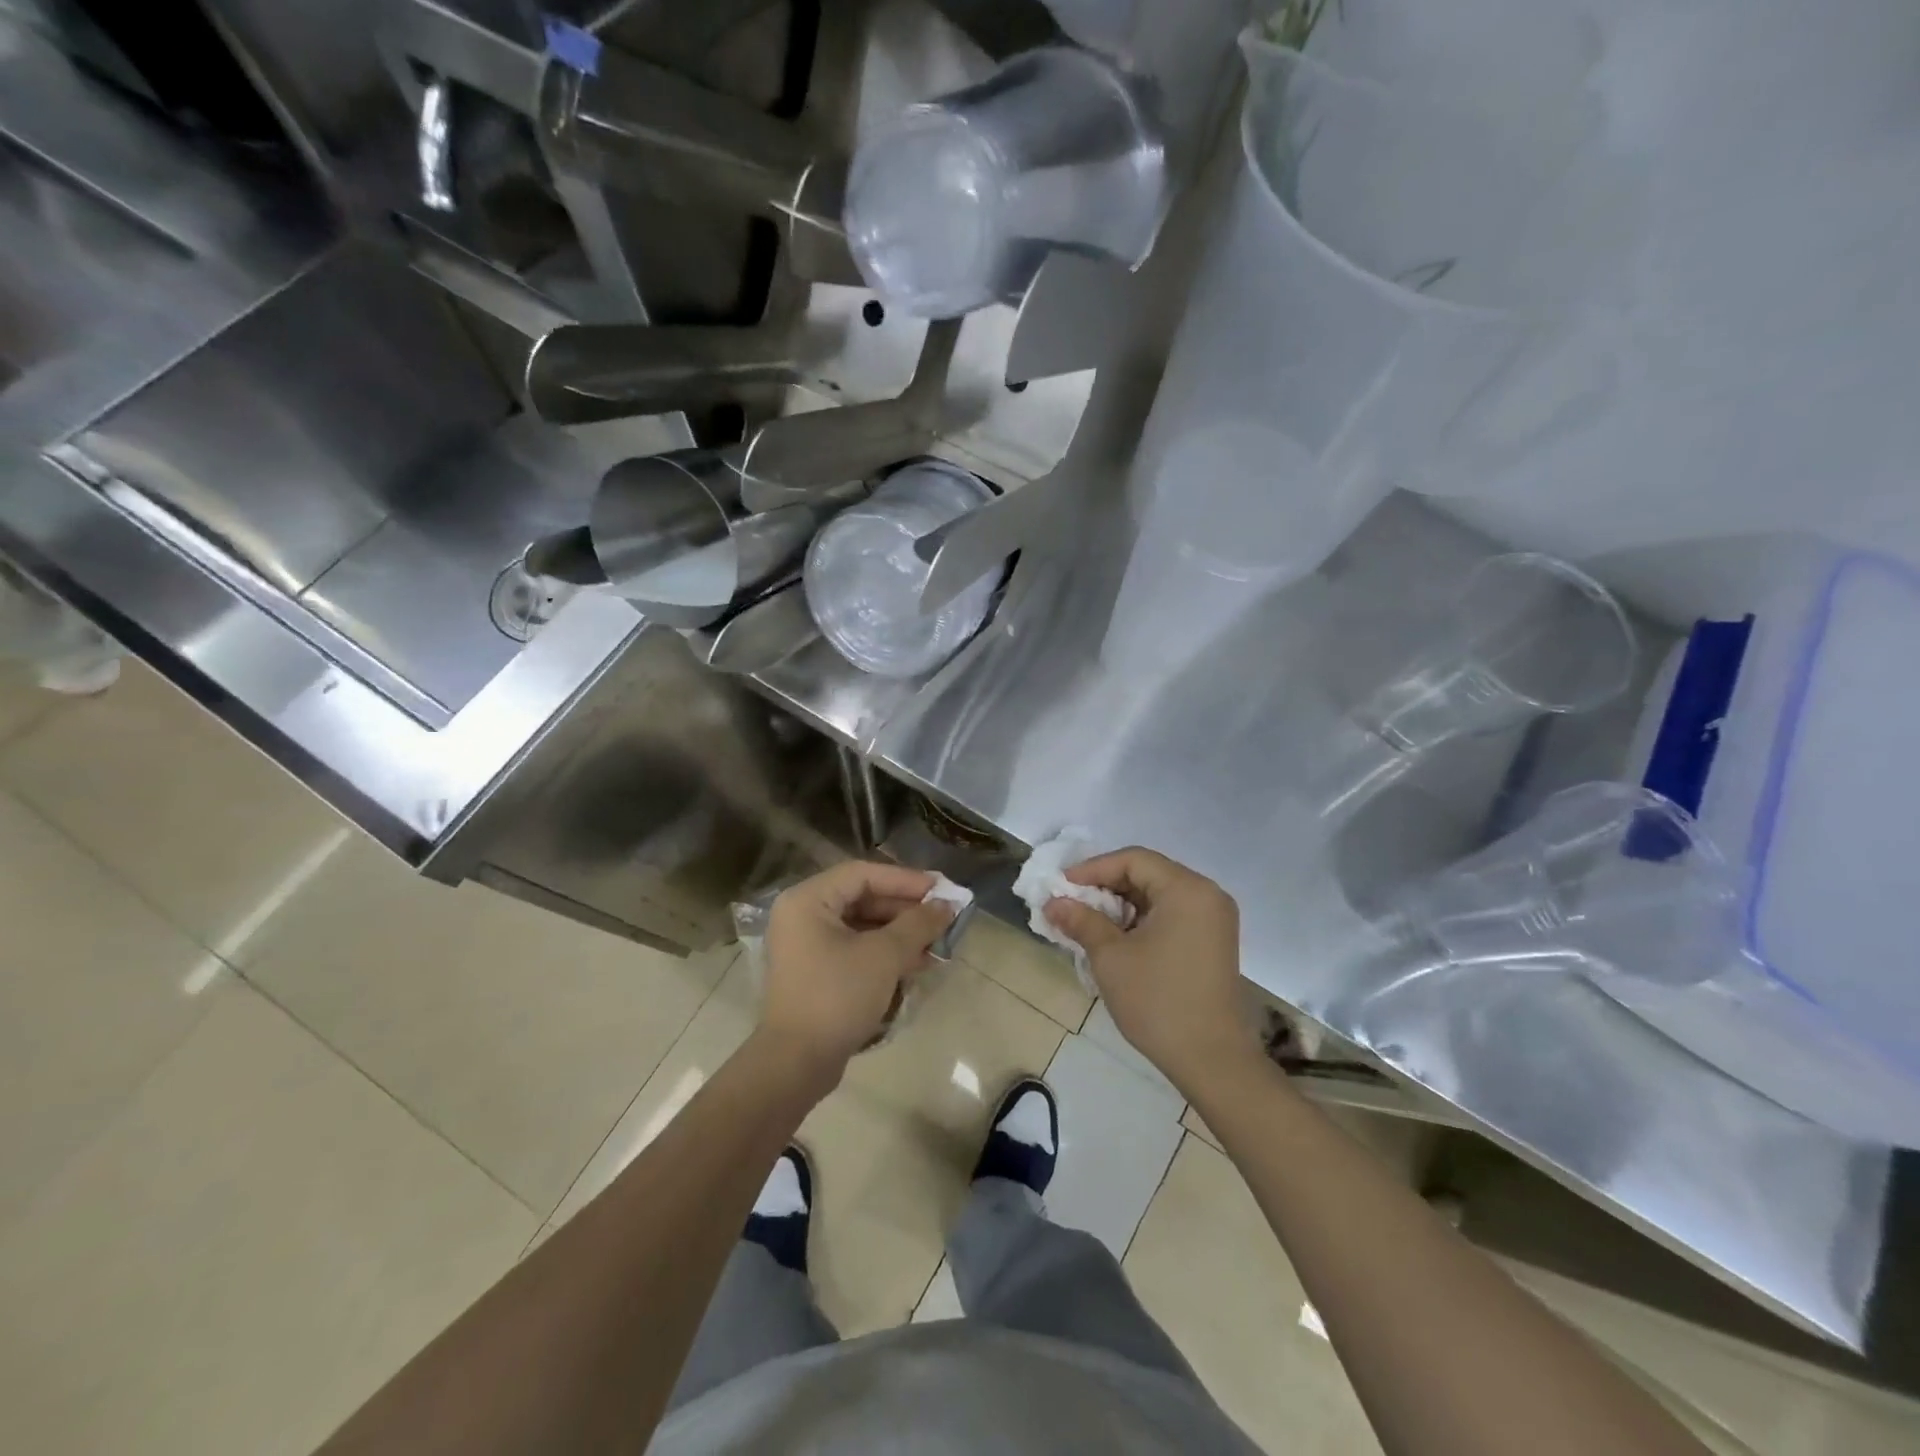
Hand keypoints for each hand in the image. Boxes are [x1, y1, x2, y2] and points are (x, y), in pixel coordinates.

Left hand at [758, 861, 955, 1084]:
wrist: (797, 1063)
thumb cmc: (837, 996)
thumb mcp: (884, 955)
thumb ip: (918, 924)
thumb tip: (946, 905)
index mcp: (809, 900)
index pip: (863, 874)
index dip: (905, 879)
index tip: (941, 889)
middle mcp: (804, 915)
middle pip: (863, 898)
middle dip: (906, 909)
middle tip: (943, 916)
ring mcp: (808, 945)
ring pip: (862, 926)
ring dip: (901, 933)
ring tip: (938, 942)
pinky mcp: (817, 971)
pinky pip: (856, 948)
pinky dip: (885, 953)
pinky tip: (918, 963)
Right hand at [1045, 847, 1254, 1097]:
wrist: (1211, 1059)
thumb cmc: (1158, 1001)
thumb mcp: (1111, 957)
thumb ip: (1081, 920)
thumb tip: (1053, 903)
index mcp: (1187, 889)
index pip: (1134, 860)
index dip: (1093, 868)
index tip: (1062, 886)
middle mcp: (1206, 894)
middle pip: (1148, 873)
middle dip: (1106, 886)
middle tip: (1071, 902)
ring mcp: (1214, 919)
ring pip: (1158, 895)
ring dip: (1121, 903)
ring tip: (1087, 921)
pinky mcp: (1213, 941)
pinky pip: (1171, 914)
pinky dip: (1141, 919)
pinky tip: (1115, 937)